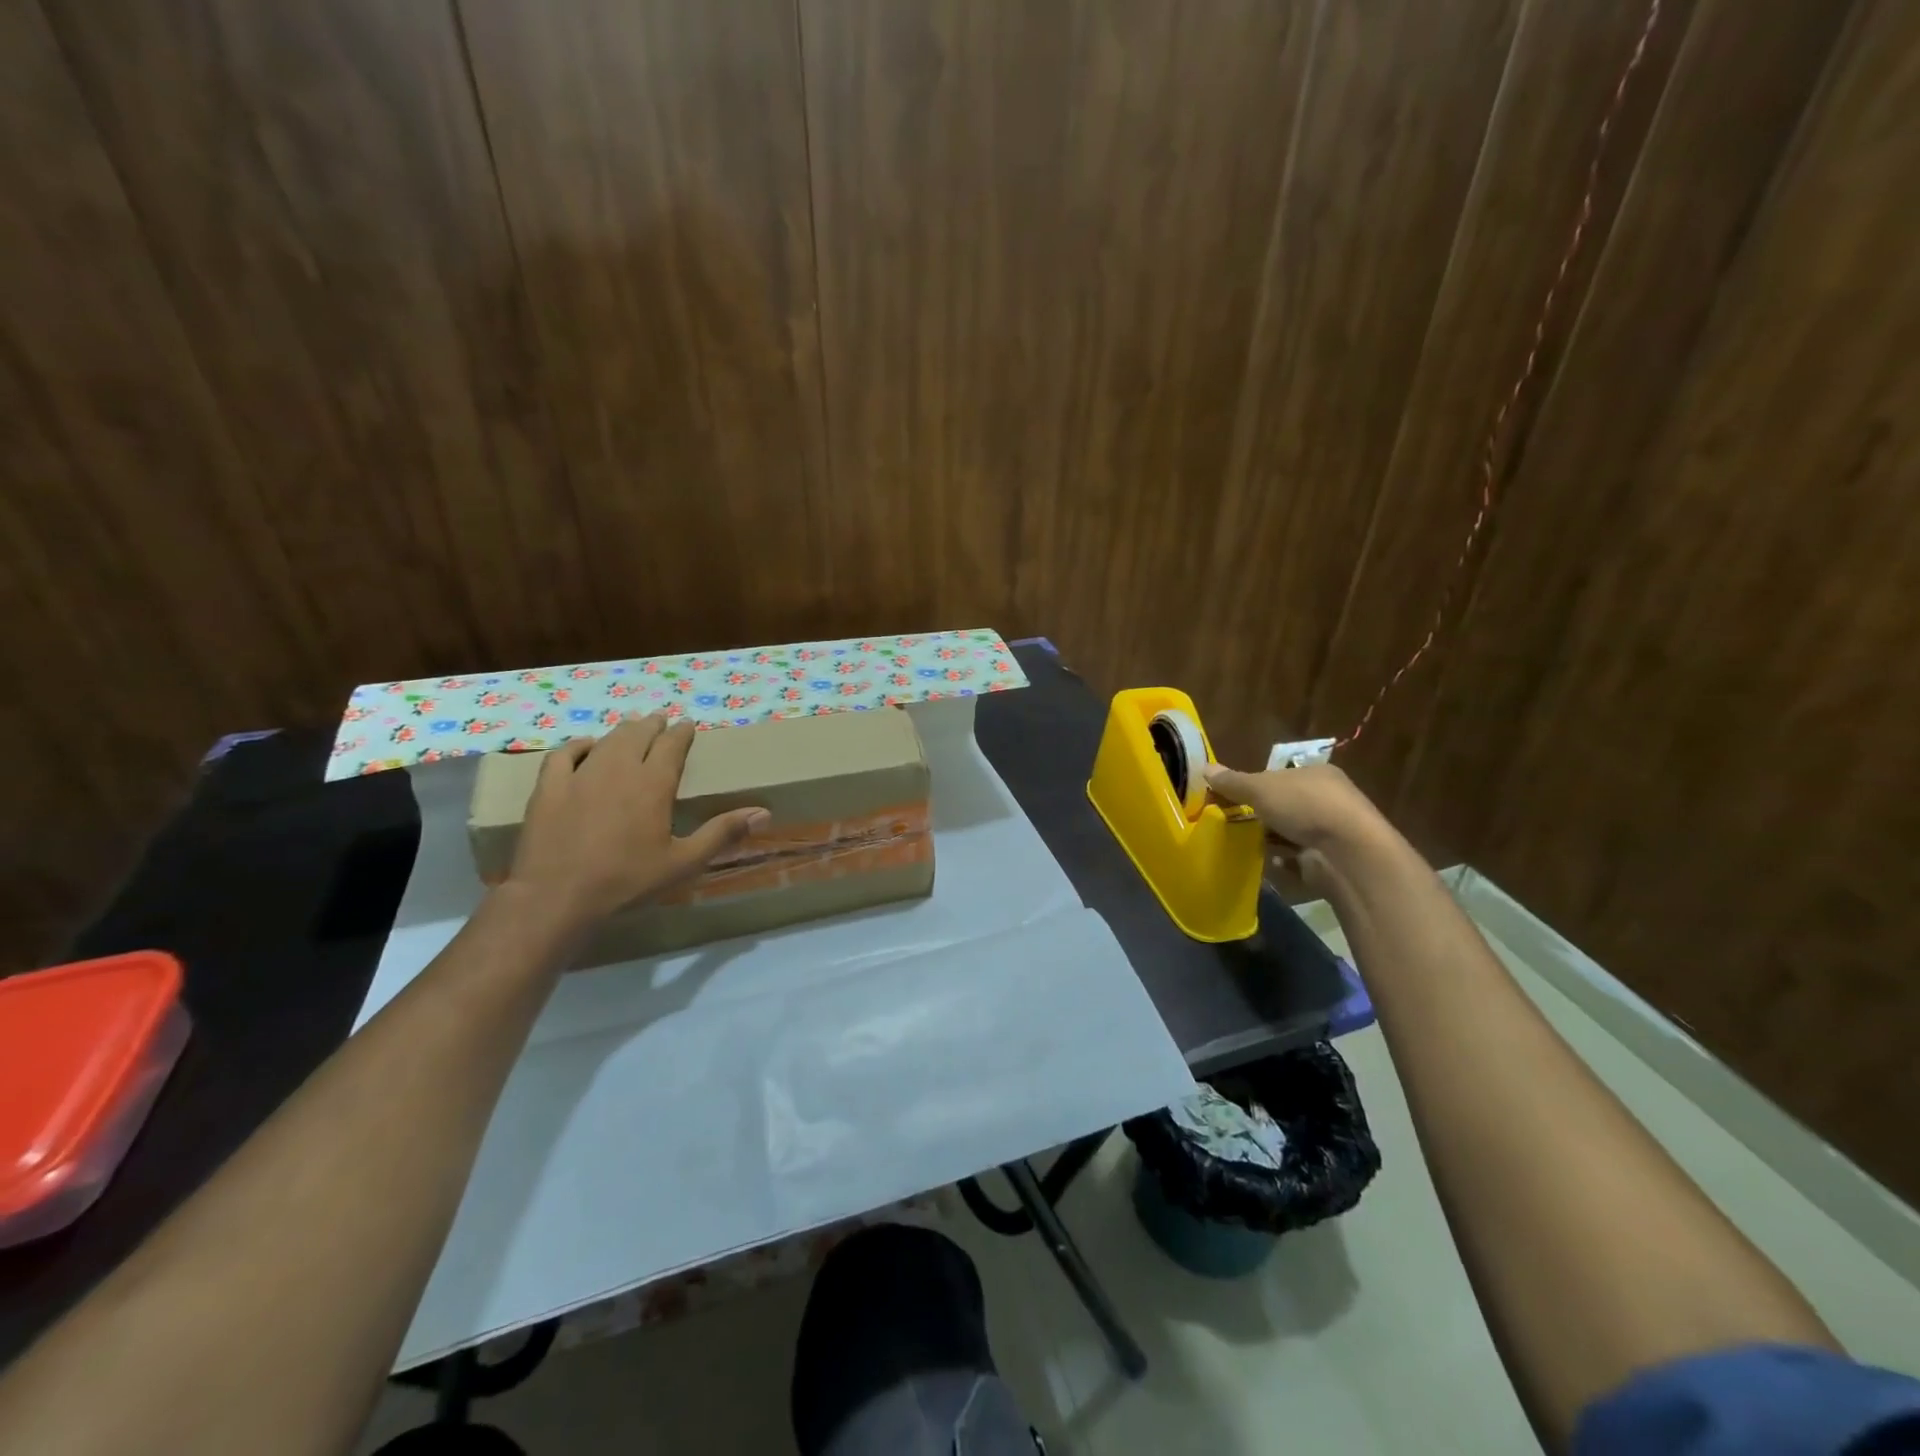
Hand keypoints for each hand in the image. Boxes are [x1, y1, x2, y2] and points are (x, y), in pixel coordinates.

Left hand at [506, 713, 769, 925]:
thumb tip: (763, 813)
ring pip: (606, 741)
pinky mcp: (549, 788)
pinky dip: (578, 745)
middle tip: (660, 719)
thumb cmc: (627, 881)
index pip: (672, 746)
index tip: (688, 724)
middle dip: (652, 725)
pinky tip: (585, 746)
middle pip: (638, 735)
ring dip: (622, 731)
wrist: (557, 897)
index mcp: (653, 784)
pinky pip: (563, 754)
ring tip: (631, 726)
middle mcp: (619, 769)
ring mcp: (580, 775)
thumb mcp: (683, 862)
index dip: (682, 732)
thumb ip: (722, 834)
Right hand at [1201, 761, 1382, 892]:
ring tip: (1242, 843)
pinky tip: (1268, 861)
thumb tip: (1204, 768)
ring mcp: (1331, 830)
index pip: (1278, 776)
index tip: (1229, 798)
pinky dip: (1283, 860)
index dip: (1252, 786)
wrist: (1347, 853)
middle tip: (1231, 822)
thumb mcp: (1261, 788)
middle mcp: (1327, 799)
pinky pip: (1298, 857)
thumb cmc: (1304, 807)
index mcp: (1316, 774)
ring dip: (1269, 838)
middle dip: (1259, 814)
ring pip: (1289, 831)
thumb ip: (1233, 782)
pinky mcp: (1330, 858)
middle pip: (1282, 804)